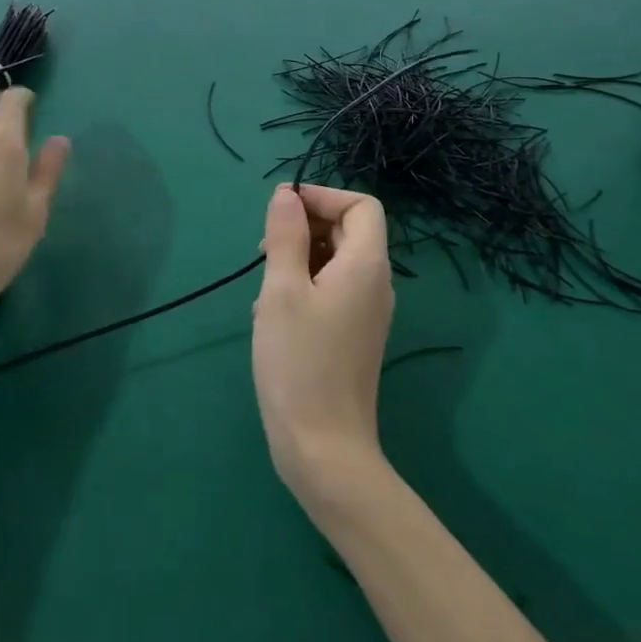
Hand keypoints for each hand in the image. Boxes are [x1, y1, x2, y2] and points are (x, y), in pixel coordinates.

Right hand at [252, 183, 395, 503]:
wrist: (323, 447)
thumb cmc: (299, 362)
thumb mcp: (282, 290)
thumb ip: (286, 235)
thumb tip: (286, 195)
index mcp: (366, 265)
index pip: (360, 205)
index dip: (323, 197)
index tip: (281, 211)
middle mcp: (375, 284)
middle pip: (348, 230)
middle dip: (305, 228)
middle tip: (265, 252)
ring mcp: (366, 312)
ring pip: (334, 261)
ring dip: (298, 259)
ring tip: (265, 290)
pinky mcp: (353, 335)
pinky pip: (331, 291)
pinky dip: (303, 287)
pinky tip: (273, 316)